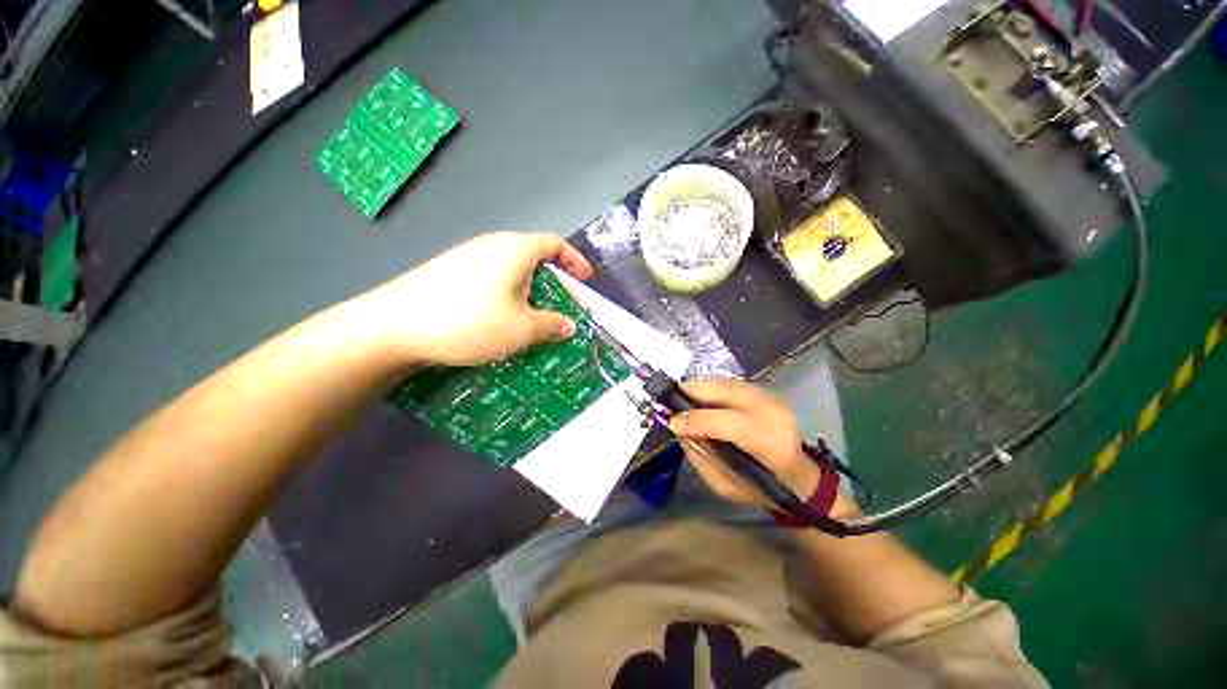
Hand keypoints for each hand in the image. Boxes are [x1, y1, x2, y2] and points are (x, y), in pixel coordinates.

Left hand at [351, 232, 592, 366]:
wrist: (392, 326)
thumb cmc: (469, 321)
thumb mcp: (521, 328)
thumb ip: (551, 325)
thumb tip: (568, 326)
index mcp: (514, 249)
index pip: (555, 243)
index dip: (575, 260)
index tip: (585, 280)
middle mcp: (491, 246)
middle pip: (534, 255)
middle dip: (554, 280)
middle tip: (562, 305)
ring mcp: (467, 257)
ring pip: (512, 269)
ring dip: (531, 290)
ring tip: (534, 316)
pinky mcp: (450, 273)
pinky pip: (492, 278)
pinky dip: (508, 294)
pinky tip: (502, 319)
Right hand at [669, 378, 823, 506]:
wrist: (796, 475)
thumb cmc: (760, 487)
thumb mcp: (726, 485)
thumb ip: (702, 457)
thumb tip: (678, 430)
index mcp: (774, 448)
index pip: (735, 425)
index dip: (701, 420)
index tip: (673, 423)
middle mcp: (777, 416)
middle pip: (731, 392)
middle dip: (696, 392)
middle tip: (669, 399)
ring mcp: (774, 399)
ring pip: (728, 383)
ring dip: (700, 387)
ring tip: (679, 396)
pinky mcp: (766, 391)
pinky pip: (730, 382)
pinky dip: (709, 386)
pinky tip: (696, 395)